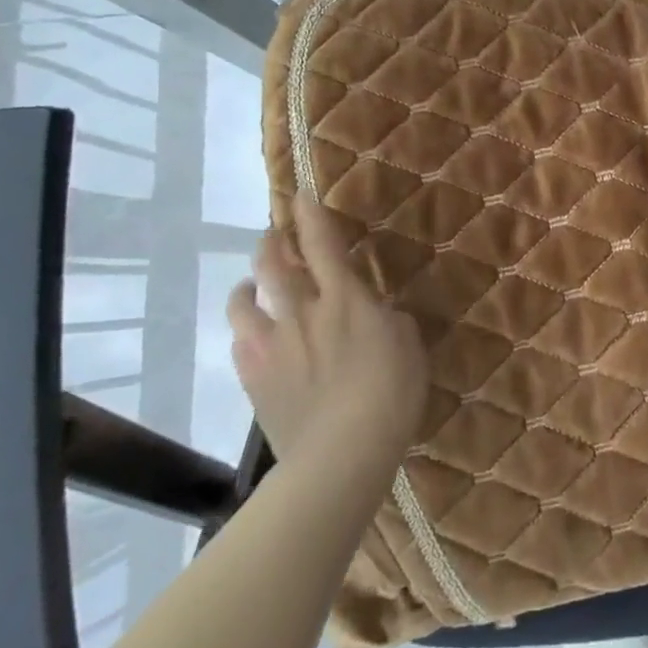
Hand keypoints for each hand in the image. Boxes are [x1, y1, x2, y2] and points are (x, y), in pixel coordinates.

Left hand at [227, 196, 428, 466]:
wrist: (342, 453)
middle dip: (271, 241)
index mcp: (344, 299)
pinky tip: (255, 338)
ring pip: (243, 301)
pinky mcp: (253, 379)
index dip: (309, 214)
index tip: (300, 194)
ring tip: (254, 286)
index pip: (321, 243)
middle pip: (272, 263)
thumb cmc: (391, 394)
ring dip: (248, 285)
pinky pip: (239, 343)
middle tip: (276, 237)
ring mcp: (270, 346)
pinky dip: (246, 331)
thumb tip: (375, 314)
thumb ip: (388, 320)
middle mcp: (300, 312)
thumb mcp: (408, 346)